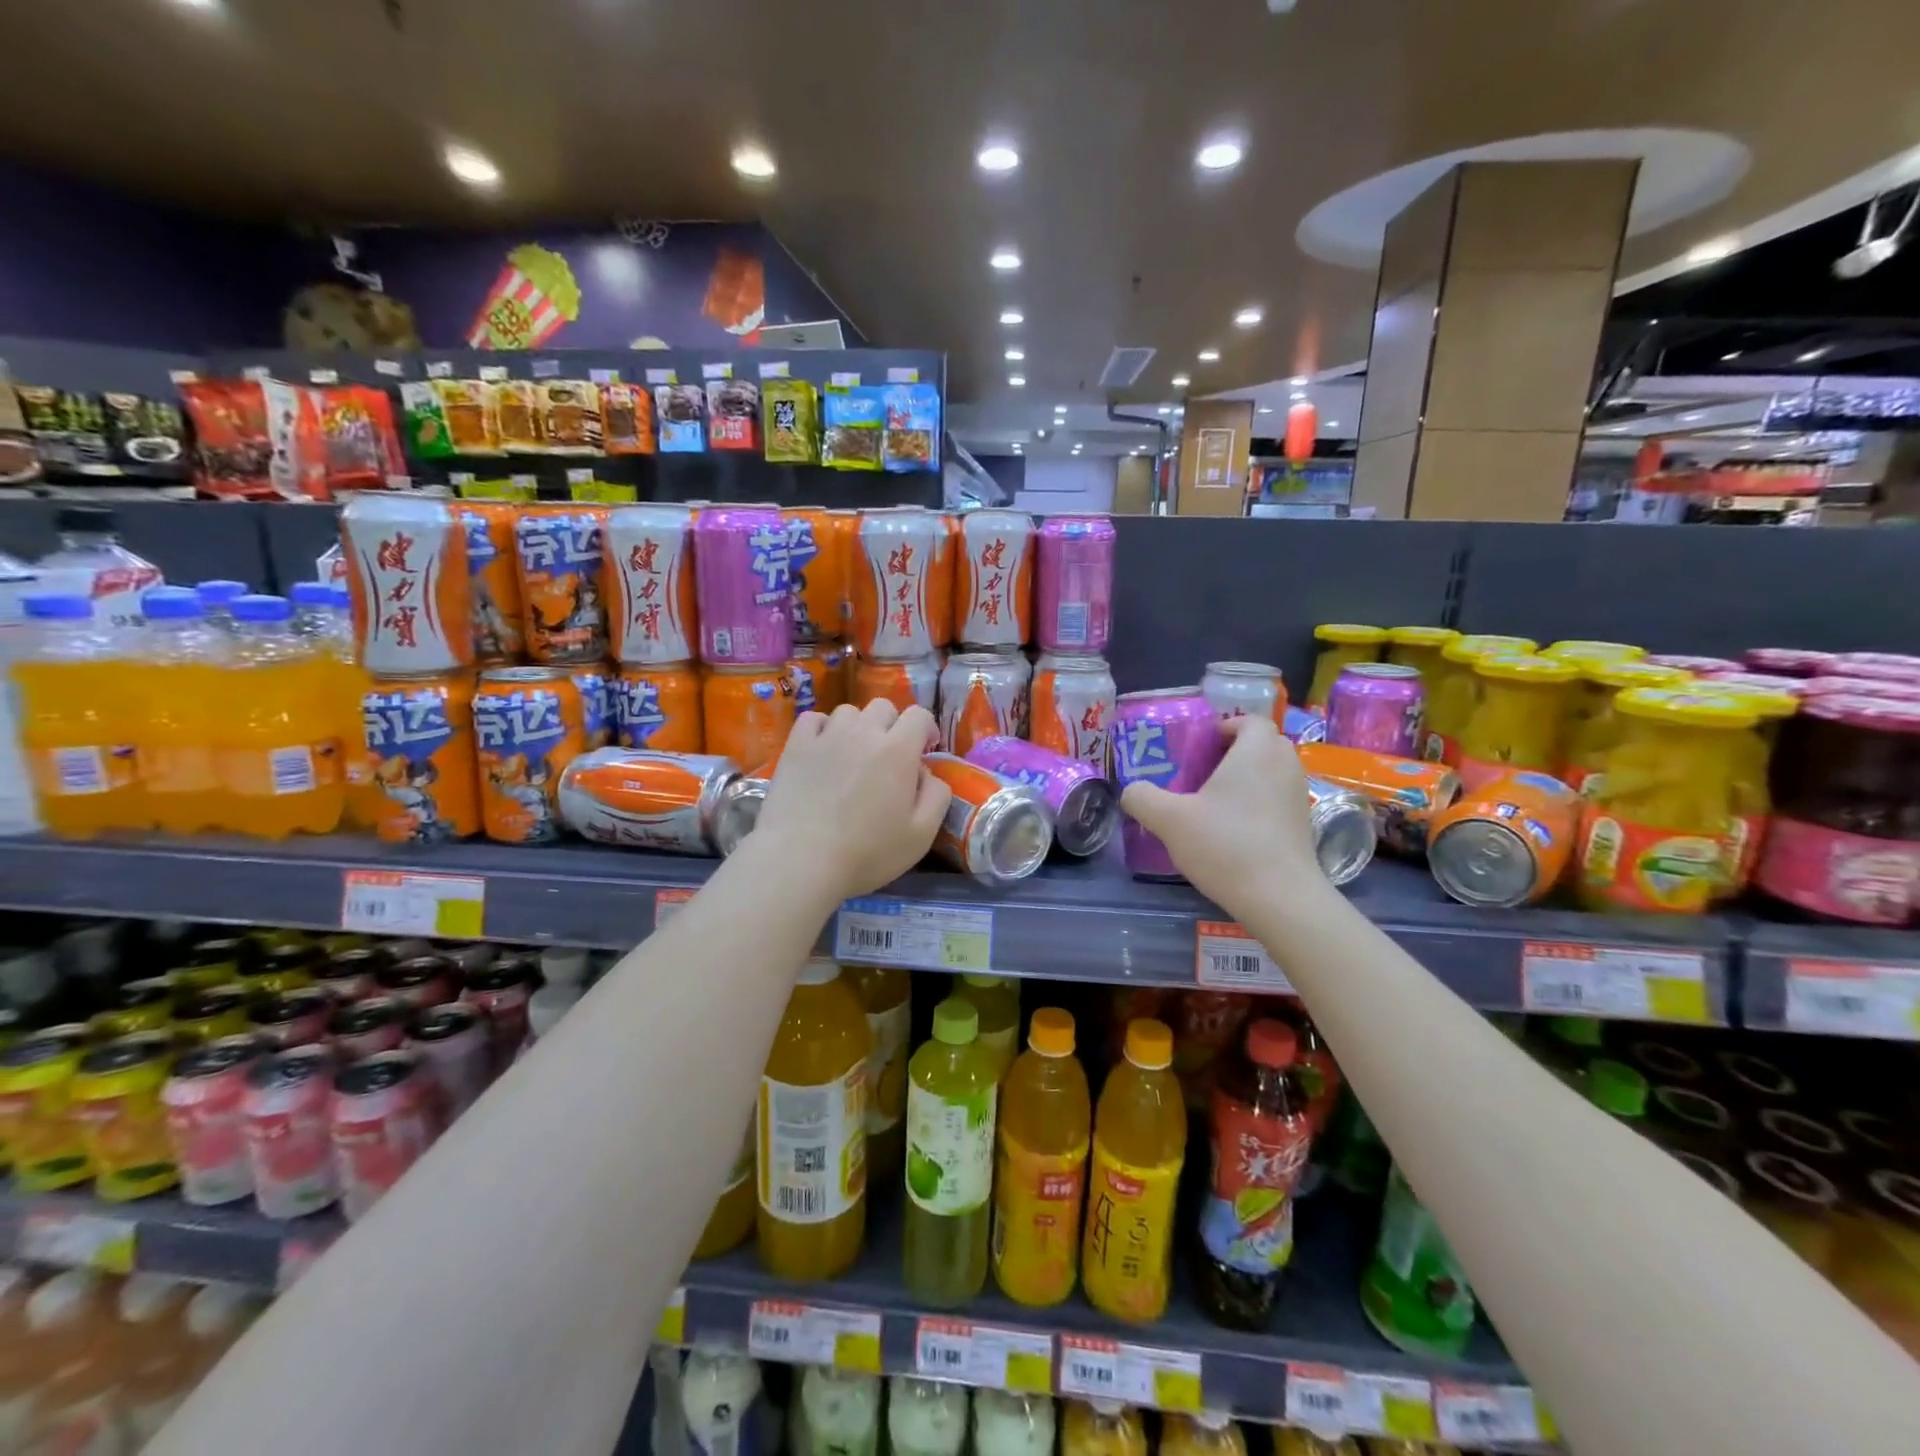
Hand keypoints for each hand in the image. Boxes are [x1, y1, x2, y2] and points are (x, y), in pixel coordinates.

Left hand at [752, 701, 950, 903]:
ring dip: (858, 727)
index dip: (926, 729)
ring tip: (853, 754)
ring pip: (849, 712)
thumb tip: (927, 773)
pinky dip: (823, 728)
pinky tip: (823, 749)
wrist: (800, 860)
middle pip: (884, 707)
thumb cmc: (867, 852)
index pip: (919, 715)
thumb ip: (937, 796)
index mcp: (898, 750)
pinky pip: (813, 719)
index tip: (924, 751)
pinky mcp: (796, 746)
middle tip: (889, 756)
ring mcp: (826, 736)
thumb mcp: (921, 834)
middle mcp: (863, 732)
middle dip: (893, 725)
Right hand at [1119, 716, 1322, 915]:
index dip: (1226, 727)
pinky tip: (1233, 830)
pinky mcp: (1304, 826)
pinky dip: (1259, 804)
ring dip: (1248, 779)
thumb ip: (1143, 798)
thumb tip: (1132, 791)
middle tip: (1203, 771)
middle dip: (1236, 751)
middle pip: (1264, 744)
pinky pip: (1278, 800)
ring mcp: (1299, 797)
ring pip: (1273, 773)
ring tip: (1215, 802)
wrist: (1279, 897)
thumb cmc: (1225, 845)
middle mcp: (1284, 766)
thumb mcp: (1169, 820)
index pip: (1250, 720)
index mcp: (1256, 751)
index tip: (1200, 747)